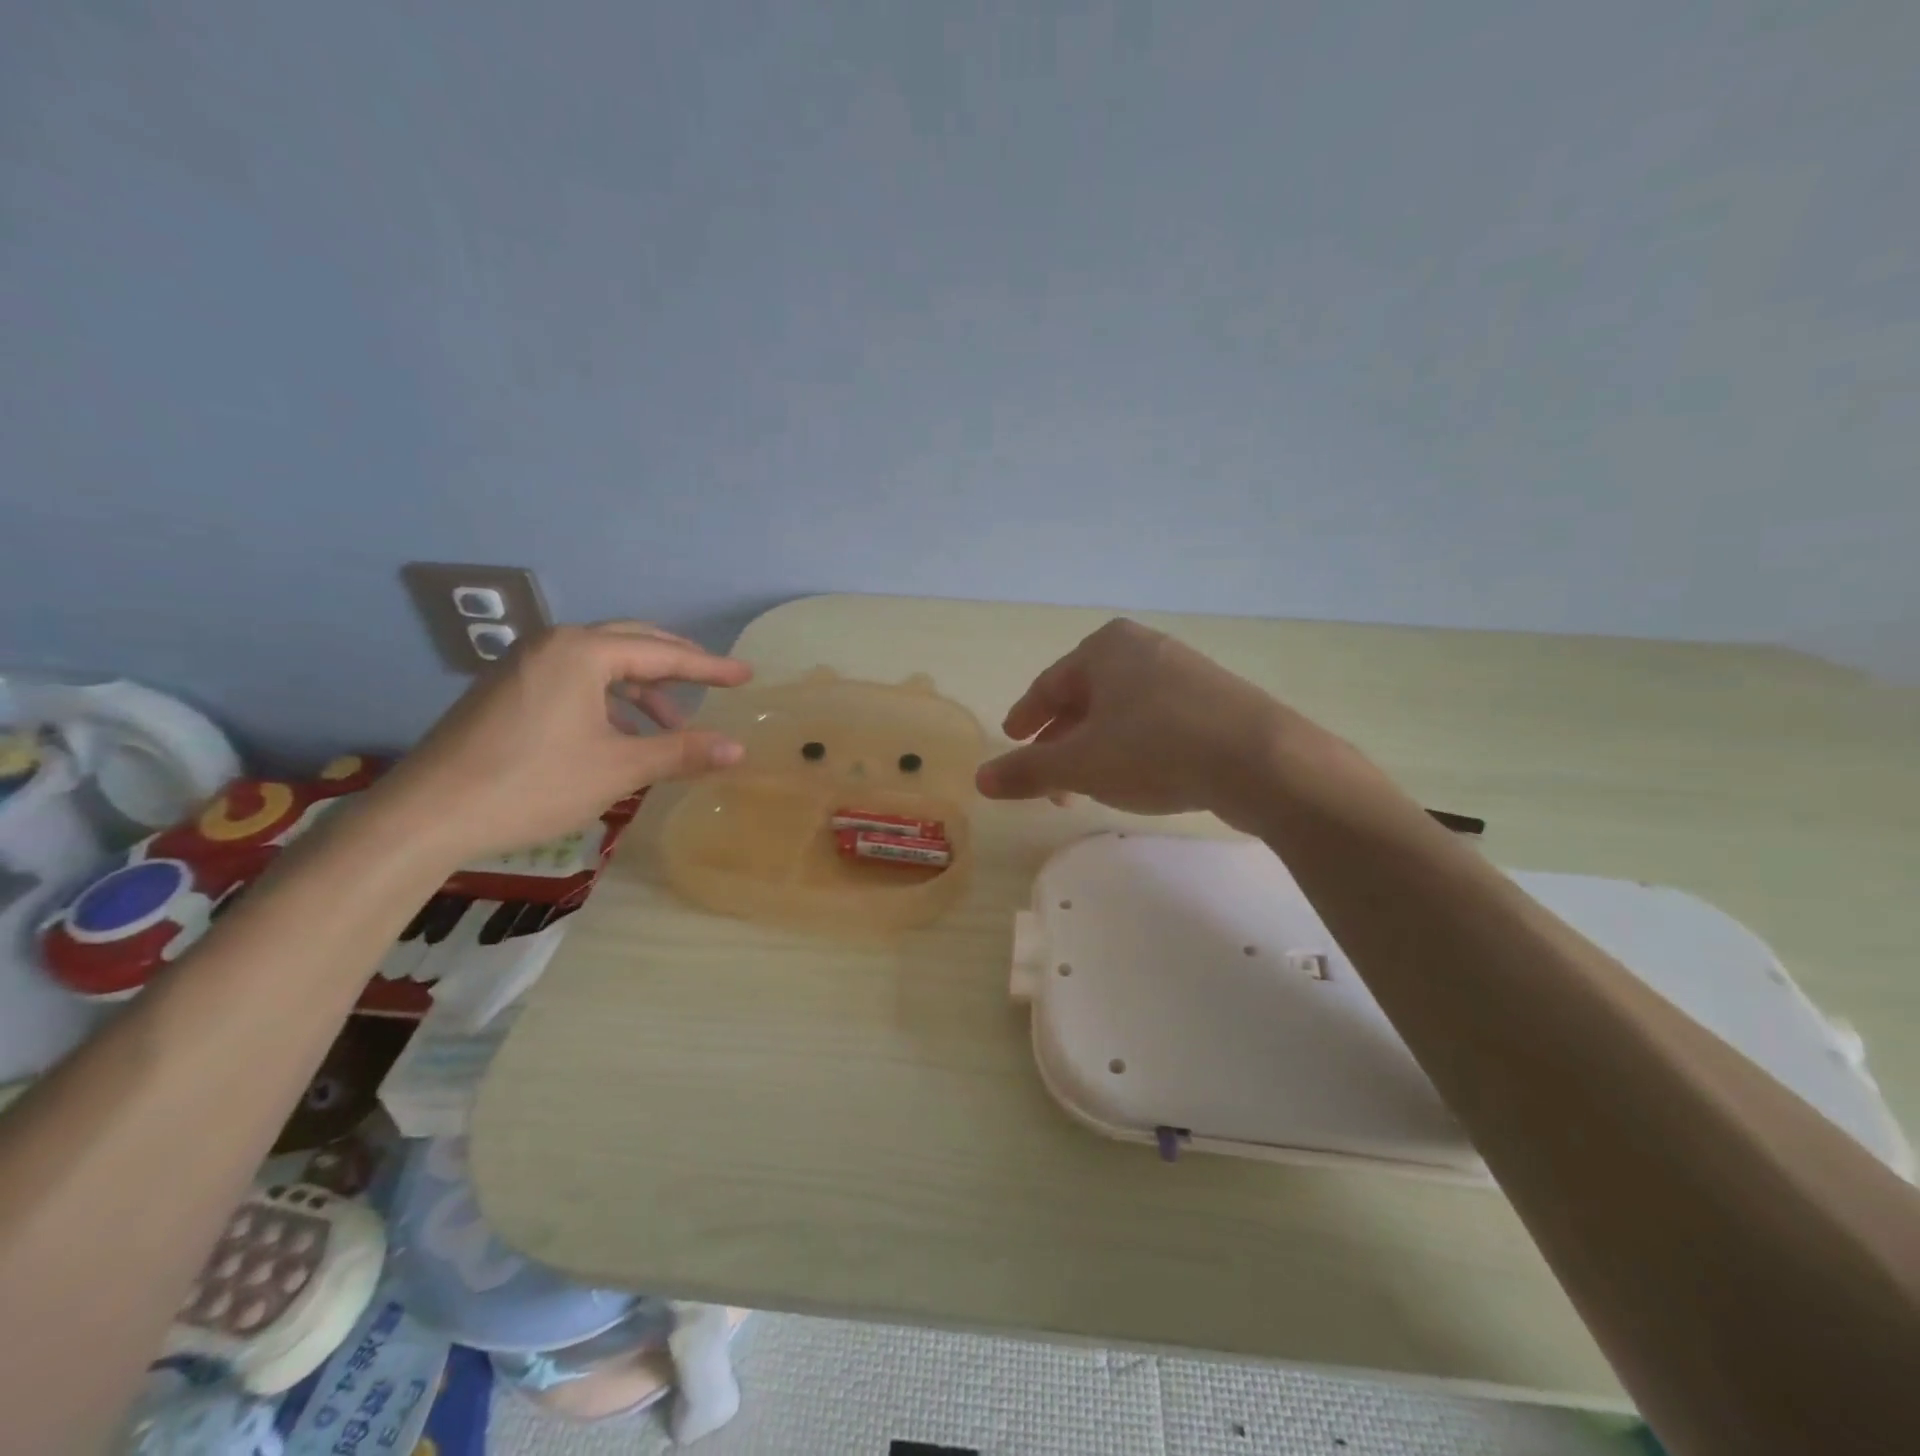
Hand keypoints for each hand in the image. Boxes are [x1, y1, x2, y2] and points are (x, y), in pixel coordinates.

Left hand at [373, 621, 751, 862]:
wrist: (426, 816)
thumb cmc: (533, 784)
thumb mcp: (619, 768)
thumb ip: (681, 752)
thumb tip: (738, 749)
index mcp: (582, 652)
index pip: (662, 653)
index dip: (709, 667)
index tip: (746, 676)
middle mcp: (552, 646)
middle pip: (630, 643)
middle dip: (676, 664)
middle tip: (714, 681)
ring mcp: (524, 667)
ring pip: (600, 665)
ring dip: (642, 690)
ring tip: (671, 725)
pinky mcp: (507, 692)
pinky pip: (574, 682)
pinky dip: (608, 701)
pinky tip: (621, 736)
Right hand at [976, 619, 1287, 821]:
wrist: (1261, 760)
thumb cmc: (1155, 748)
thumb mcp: (1080, 764)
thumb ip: (1027, 770)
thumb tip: (980, 780)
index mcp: (1105, 649)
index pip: (1049, 684)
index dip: (1026, 717)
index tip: (1011, 740)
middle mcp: (1143, 648)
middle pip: (1085, 699)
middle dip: (1061, 742)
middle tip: (1046, 781)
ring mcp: (1184, 672)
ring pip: (1121, 713)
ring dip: (1096, 749)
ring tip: (1086, 787)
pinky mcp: (1214, 700)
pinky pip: (1155, 721)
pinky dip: (1132, 747)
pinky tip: (1135, 778)